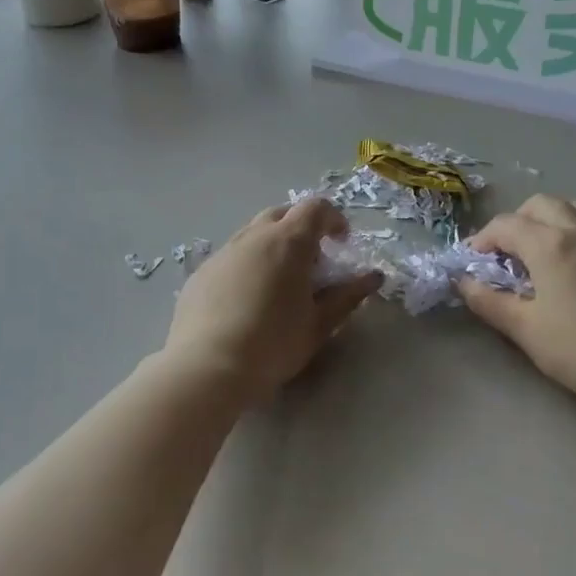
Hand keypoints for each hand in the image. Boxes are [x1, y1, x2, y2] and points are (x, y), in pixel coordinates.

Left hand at [165, 198, 381, 404]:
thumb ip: (347, 296)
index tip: (342, 243)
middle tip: (312, 262)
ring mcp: (223, 252)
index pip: (315, 208)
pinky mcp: (201, 272)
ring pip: (253, 233)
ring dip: (273, 245)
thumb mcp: (319, 324)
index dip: (334, 219)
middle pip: (282, 213)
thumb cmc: (273, 345)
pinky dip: (248, 264)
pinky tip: (247, 300)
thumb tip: (373, 277)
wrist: (206, 368)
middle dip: (302, 228)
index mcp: (288, 242)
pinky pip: (232, 256)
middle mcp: (253, 236)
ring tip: (280, 282)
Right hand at [457, 194, 575, 405]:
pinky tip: (569, 258)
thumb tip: (463, 283)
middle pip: (538, 205)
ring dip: (545, 218)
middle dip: (513, 223)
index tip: (471, 263)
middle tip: (503, 255)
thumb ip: (488, 301)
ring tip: (537, 249)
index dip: (482, 240)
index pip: (505, 225)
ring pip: (570, 205)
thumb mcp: (524, 328)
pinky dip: (572, 225)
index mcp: (549, 244)